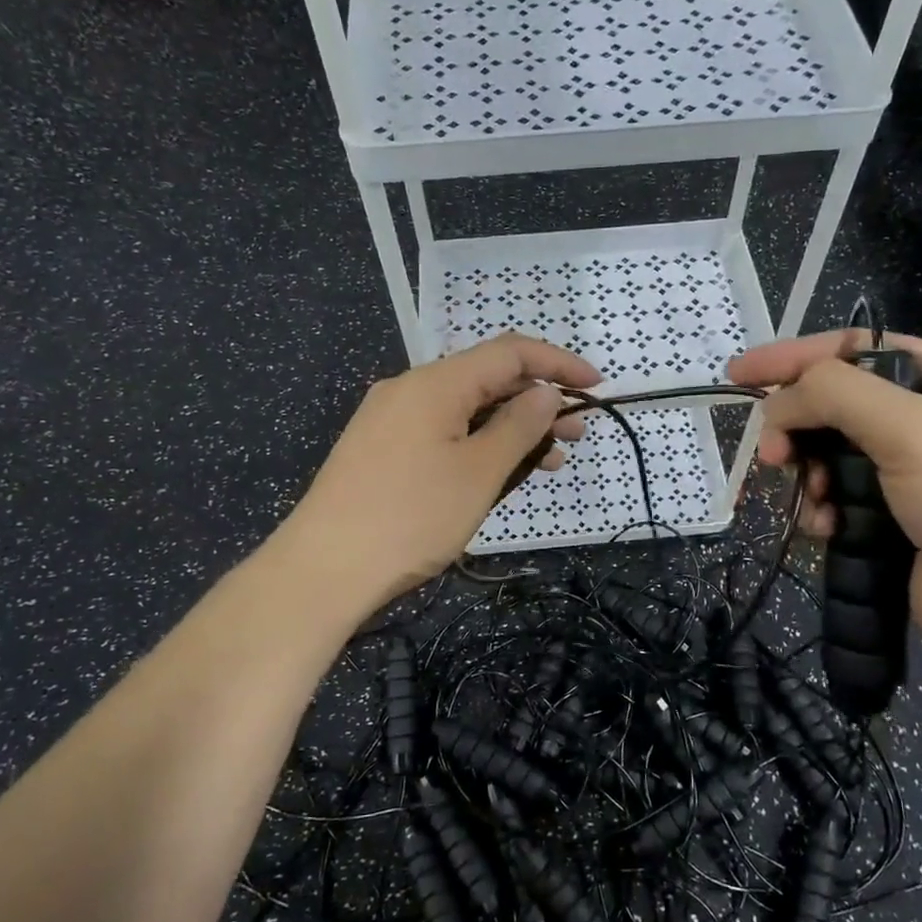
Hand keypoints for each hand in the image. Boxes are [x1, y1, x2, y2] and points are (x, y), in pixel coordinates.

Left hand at [280, 333, 601, 610]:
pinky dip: (478, 444)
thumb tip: (545, 394)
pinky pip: (442, 432)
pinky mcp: (381, 450)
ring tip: (549, 461)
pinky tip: (498, 472)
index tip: (597, 386)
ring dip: (510, 428)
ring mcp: (391, 420)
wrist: (323, 570)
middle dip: (537, 401)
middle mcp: (410, 390)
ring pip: (465, 410)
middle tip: (577, 434)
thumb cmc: (410, 518)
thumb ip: (519, 427)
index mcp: (435, 383)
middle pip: (486, 379)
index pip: (509, 352)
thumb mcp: (478, 473)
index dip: (558, 363)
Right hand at [729, 330, 921, 672]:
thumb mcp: (911, 426)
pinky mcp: (896, 524)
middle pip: (837, 406)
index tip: (739, 373)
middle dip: (798, 427)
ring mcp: (912, 477)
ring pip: (831, 458)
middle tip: (772, 454)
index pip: (855, 350)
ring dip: (810, 476)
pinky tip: (827, 529)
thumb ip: (834, 394)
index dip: (794, 357)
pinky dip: (824, 512)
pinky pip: (840, 503)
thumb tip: (778, 403)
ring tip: (811, 499)